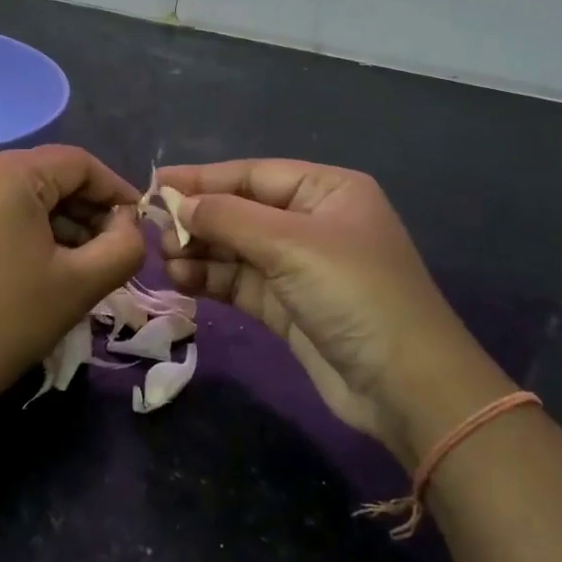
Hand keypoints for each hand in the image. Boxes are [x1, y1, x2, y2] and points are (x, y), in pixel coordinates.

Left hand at [0, 146, 144, 403]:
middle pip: (48, 176)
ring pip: (20, 196)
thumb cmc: (4, 322)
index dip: (117, 191)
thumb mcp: (79, 284)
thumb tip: (128, 226)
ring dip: (58, 225)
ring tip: (80, 267)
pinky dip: (24, 232)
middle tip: (113, 253)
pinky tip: (38, 270)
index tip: (140, 227)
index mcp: (7, 172)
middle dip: (87, 211)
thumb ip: (124, 247)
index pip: (79, 163)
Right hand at [154, 160, 505, 466]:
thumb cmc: (354, 294)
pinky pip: (239, 282)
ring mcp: (300, 267)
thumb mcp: (291, 244)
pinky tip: (181, 279)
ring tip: (166, 260)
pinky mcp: (288, 307)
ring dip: (200, 251)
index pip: (253, 174)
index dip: (203, 177)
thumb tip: (176, 201)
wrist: (406, 386)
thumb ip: (228, 217)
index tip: (155, 183)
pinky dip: (211, 279)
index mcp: (327, 191)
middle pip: (241, 210)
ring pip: (236, 248)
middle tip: (156, 231)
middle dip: (199, 219)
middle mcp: (313, 222)